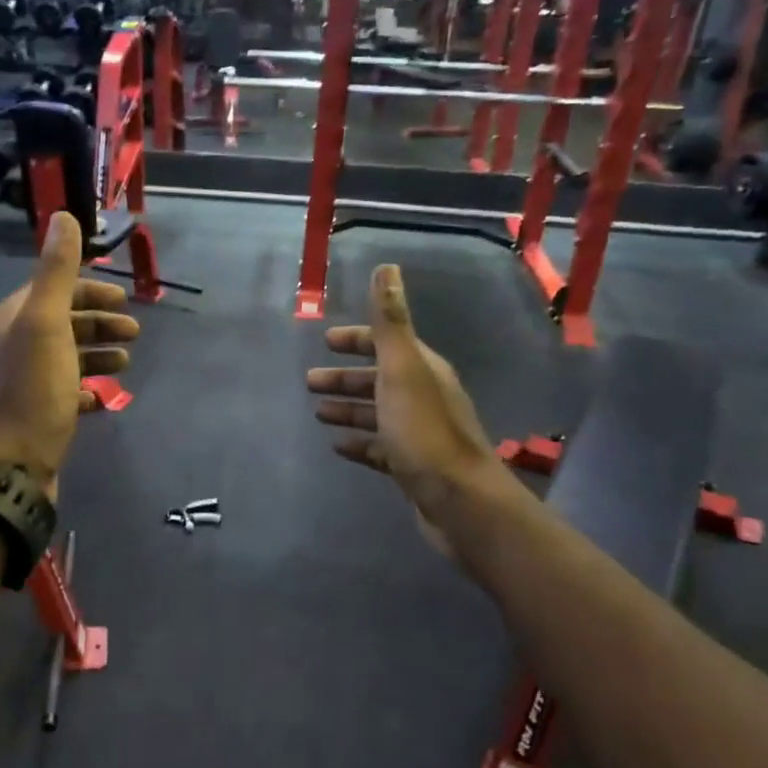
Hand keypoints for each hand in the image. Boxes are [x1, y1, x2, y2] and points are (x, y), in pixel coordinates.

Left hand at [0, 212, 140, 492]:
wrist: (12, 466)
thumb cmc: (33, 390)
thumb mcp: (47, 324)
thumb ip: (57, 272)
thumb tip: (64, 217)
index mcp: (14, 318)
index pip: (55, 290)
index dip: (91, 292)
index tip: (124, 301)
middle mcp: (15, 345)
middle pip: (64, 322)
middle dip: (100, 324)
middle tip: (135, 334)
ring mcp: (25, 382)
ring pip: (67, 356)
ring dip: (98, 354)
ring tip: (126, 364)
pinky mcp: (36, 414)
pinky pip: (65, 391)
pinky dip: (87, 388)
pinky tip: (104, 396)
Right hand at [306, 264, 501, 550]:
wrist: (458, 500)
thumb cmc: (424, 431)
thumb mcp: (402, 369)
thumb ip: (390, 321)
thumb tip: (386, 267)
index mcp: (422, 370)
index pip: (386, 343)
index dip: (357, 340)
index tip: (326, 342)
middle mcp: (422, 396)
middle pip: (378, 379)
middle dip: (345, 378)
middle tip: (309, 383)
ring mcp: (418, 433)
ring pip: (377, 413)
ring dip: (348, 409)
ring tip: (319, 414)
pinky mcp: (412, 466)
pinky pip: (379, 447)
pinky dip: (359, 442)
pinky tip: (338, 446)